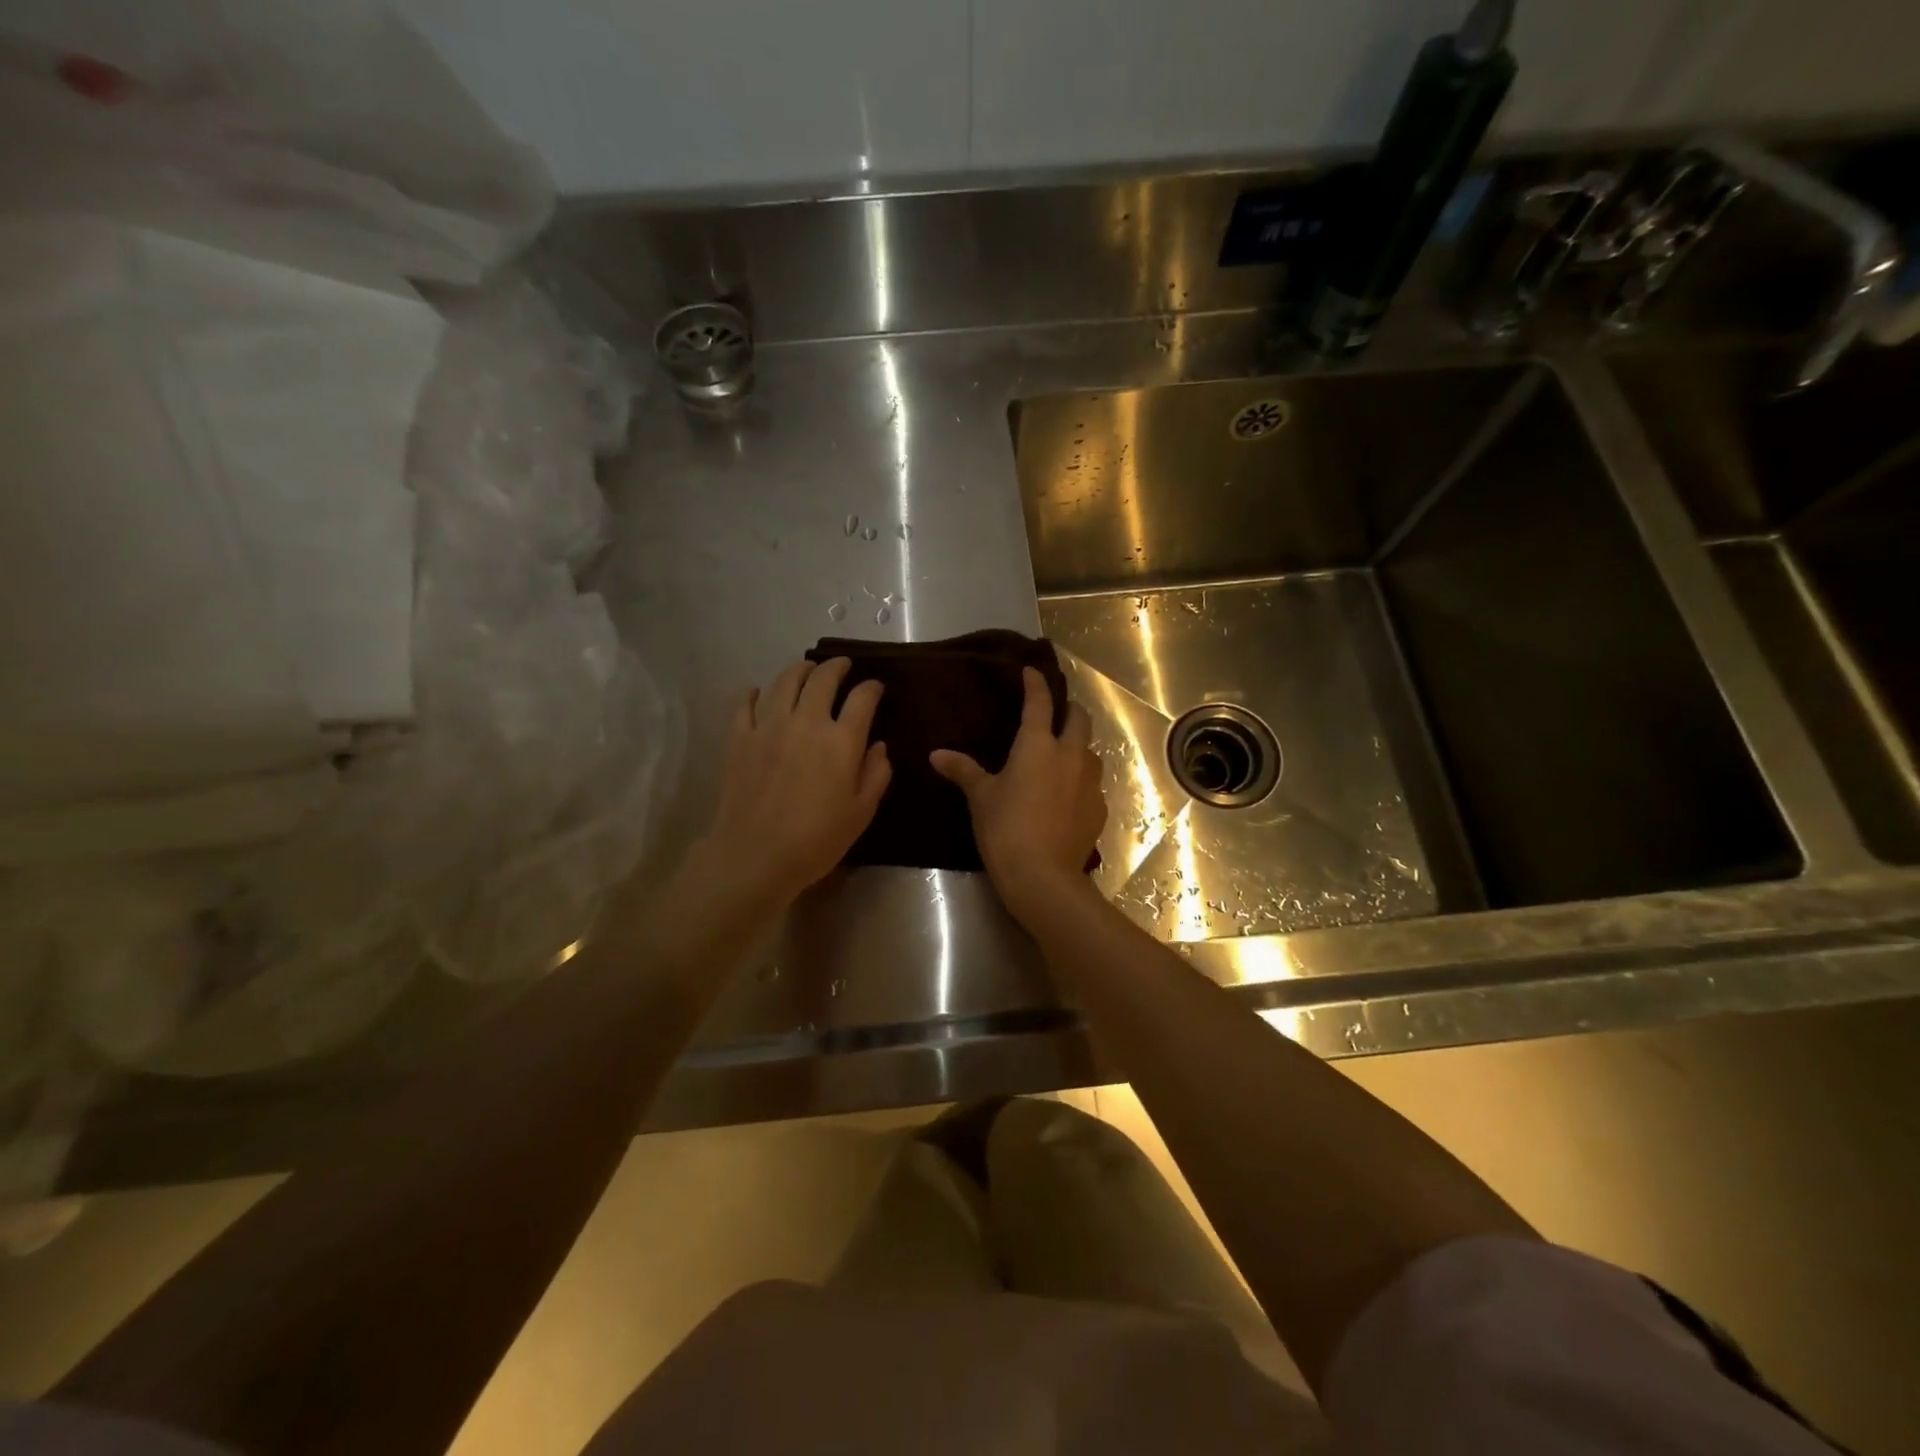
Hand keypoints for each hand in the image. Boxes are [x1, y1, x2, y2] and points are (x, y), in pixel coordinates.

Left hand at [697, 658, 890, 908]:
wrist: (755, 855)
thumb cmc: (817, 839)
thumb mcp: (861, 812)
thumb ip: (876, 774)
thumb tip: (879, 746)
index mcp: (841, 741)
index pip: (862, 698)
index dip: (872, 687)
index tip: (876, 687)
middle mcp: (806, 722)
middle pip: (822, 679)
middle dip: (837, 667)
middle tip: (843, 666)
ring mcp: (769, 727)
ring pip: (785, 682)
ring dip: (800, 669)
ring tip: (807, 669)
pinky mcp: (740, 739)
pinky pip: (745, 705)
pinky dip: (752, 694)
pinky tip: (756, 691)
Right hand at [931, 666, 1105, 924]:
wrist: (1043, 876)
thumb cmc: (1006, 829)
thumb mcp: (981, 798)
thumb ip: (963, 771)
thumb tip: (936, 754)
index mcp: (1038, 745)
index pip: (1039, 703)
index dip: (1035, 684)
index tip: (1031, 672)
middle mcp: (1070, 755)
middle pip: (1079, 718)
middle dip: (1069, 709)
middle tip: (1056, 712)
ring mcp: (1090, 782)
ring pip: (1091, 751)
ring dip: (1079, 746)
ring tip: (1063, 755)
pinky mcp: (1099, 809)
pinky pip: (1092, 785)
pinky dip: (1081, 782)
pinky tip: (1068, 797)